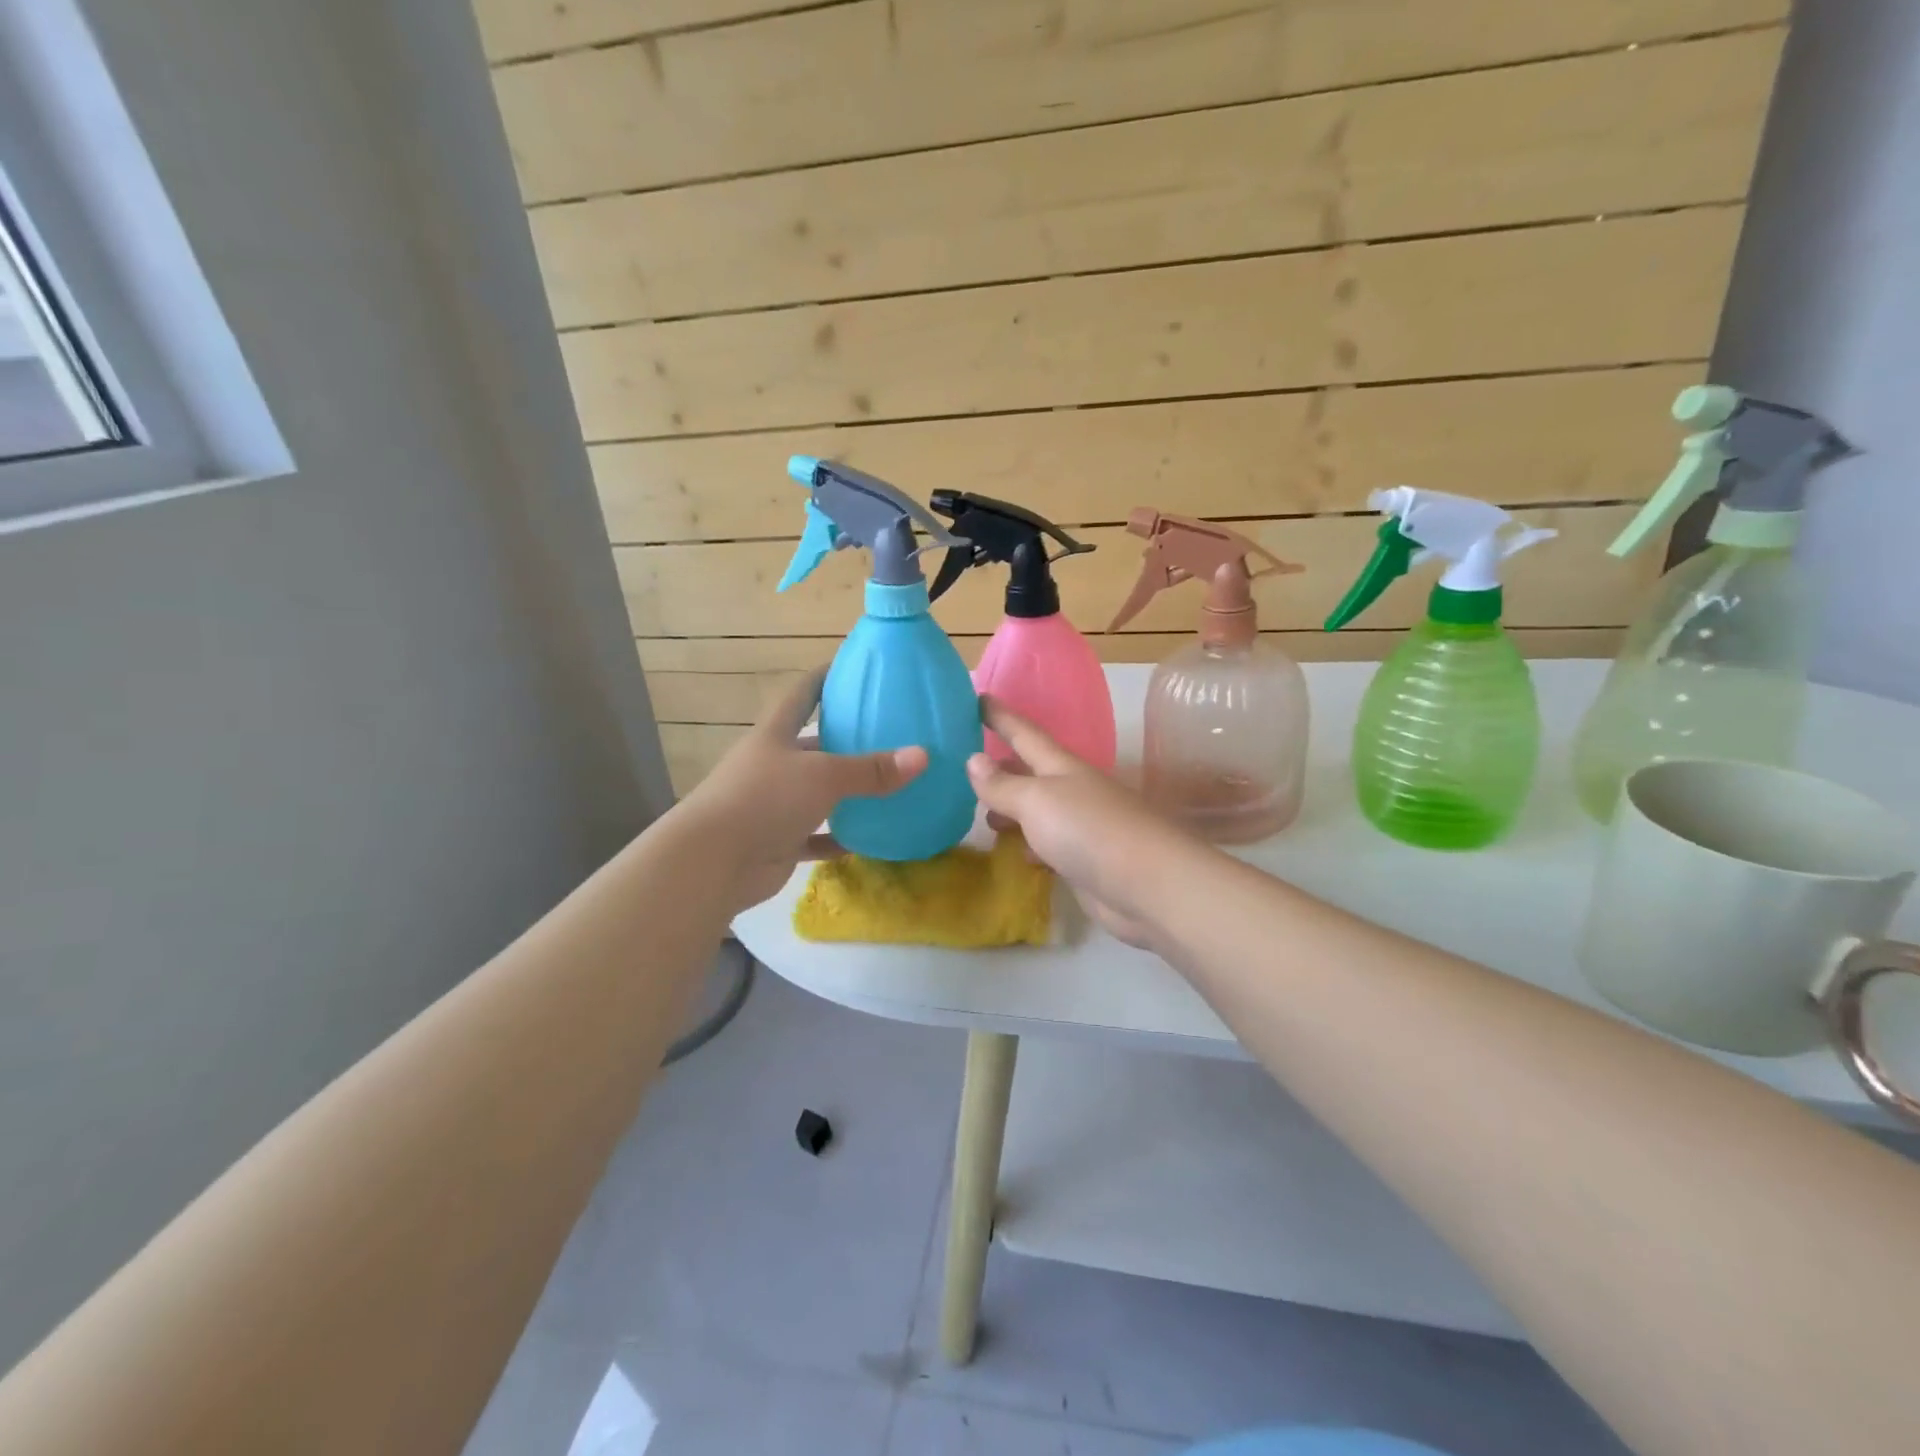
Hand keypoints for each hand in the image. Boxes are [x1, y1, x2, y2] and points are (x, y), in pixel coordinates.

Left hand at [677, 667, 925, 913]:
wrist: (714, 861)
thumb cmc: (765, 799)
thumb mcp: (824, 776)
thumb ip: (872, 769)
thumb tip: (923, 756)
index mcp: (776, 735)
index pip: (803, 694)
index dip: (826, 678)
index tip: (853, 668)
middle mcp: (773, 765)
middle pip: (813, 744)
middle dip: (846, 740)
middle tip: (890, 734)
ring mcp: (774, 804)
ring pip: (817, 793)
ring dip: (846, 792)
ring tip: (889, 785)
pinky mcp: (777, 840)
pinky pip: (816, 836)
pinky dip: (839, 837)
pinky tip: (869, 839)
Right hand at [965, 698, 1191, 949]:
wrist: (1148, 885)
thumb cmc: (1089, 830)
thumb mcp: (1037, 801)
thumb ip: (1003, 784)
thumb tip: (974, 759)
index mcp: (1061, 766)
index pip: (1024, 732)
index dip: (1000, 716)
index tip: (976, 698)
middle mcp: (1071, 790)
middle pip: (1030, 771)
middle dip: (1002, 765)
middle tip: (966, 764)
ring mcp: (1080, 826)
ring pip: (1037, 810)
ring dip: (1012, 809)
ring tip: (983, 815)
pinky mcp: (1084, 860)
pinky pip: (1048, 844)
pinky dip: (1029, 844)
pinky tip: (1017, 853)